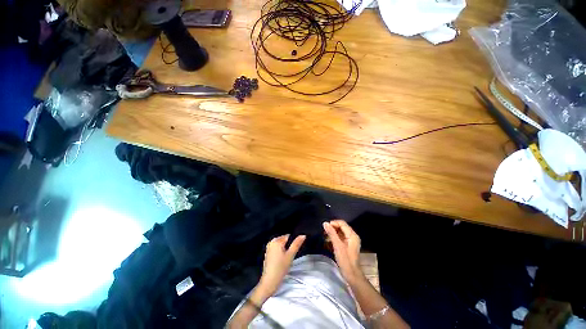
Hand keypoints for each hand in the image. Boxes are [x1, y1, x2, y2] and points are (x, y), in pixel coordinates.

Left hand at [258, 234, 305, 295]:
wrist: (269, 281)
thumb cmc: (281, 267)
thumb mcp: (290, 255)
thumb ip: (296, 244)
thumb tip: (303, 235)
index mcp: (276, 240)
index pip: (288, 236)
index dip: (293, 242)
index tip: (294, 250)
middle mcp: (271, 242)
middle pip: (284, 240)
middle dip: (288, 246)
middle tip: (290, 255)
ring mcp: (268, 248)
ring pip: (280, 245)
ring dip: (284, 249)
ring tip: (286, 258)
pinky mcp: (267, 254)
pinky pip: (276, 249)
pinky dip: (280, 252)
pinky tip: (281, 260)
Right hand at [323, 220, 362, 283]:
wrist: (352, 275)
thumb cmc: (345, 260)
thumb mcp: (337, 246)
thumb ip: (331, 233)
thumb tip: (325, 223)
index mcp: (352, 235)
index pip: (342, 223)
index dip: (333, 223)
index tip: (325, 227)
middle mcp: (352, 236)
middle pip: (341, 227)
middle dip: (332, 228)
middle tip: (324, 231)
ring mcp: (350, 241)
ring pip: (340, 232)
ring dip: (332, 233)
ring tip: (324, 236)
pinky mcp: (347, 246)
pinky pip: (340, 238)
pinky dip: (334, 238)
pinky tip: (328, 241)